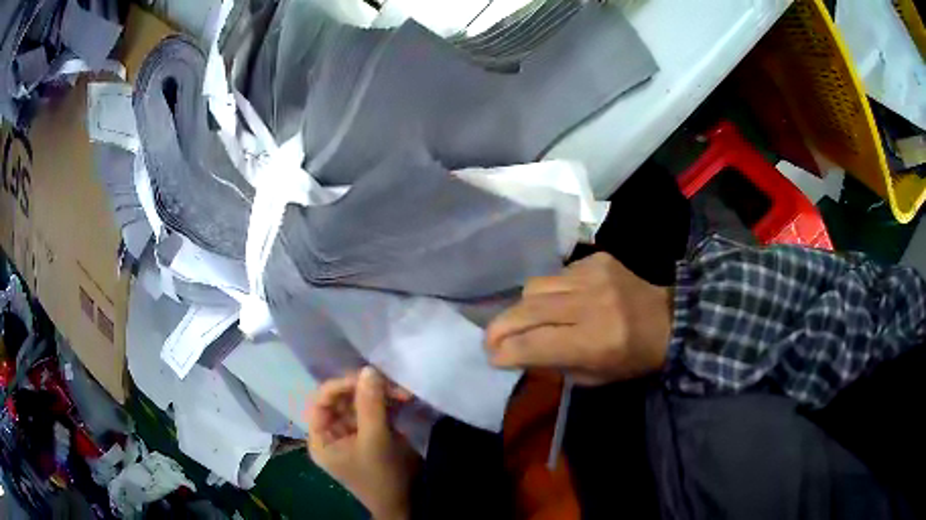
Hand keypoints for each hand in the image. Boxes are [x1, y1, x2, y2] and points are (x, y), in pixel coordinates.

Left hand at [306, 367, 418, 519]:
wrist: (407, 502)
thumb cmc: (381, 477)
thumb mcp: (374, 441)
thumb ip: (370, 405)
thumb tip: (369, 369)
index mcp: (321, 439)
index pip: (321, 402)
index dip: (340, 386)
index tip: (365, 378)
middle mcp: (333, 433)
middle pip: (343, 400)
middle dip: (366, 390)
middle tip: (390, 384)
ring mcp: (353, 433)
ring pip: (361, 403)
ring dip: (380, 395)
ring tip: (403, 392)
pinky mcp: (371, 433)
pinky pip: (375, 410)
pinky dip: (388, 403)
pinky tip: (403, 398)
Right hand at [485, 252, 671, 384]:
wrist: (669, 320)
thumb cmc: (632, 358)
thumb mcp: (592, 377)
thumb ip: (552, 364)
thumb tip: (516, 351)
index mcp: (594, 341)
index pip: (533, 343)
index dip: (505, 351)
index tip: (492, 358)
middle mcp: (592, 304)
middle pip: (527, 309)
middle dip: (500, 328)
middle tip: (491, 339)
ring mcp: (594, 275)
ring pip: (536, 286)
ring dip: (523, 307)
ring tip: (525, 319)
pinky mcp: (597, 259)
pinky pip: (557, 274)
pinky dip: (550, 291)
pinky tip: (560, 301)